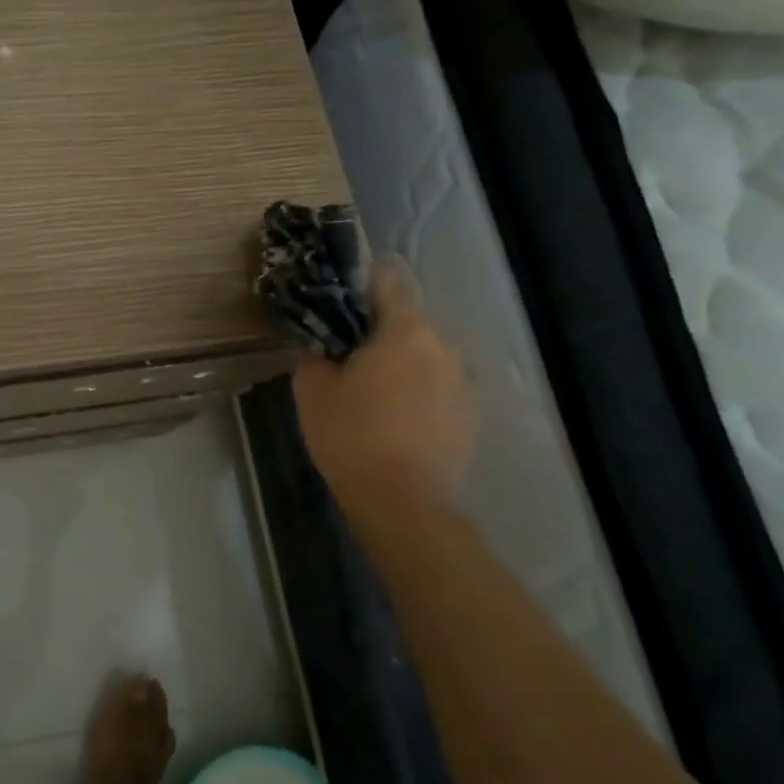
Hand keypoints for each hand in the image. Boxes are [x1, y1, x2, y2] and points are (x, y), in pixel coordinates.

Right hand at [292, 262, 477, 509]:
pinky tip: (397, 416)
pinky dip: (420, 391)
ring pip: (427, 356)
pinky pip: (439, 387)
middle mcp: (443, 347)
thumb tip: (321, 344)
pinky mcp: (471, 416)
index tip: (344, 290)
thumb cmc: (351, 435)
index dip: (365, 280)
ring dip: (403, 362)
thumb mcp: (312, 388)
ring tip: (374, 386)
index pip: (389, 283)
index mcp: (405, 331)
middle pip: (409, 322)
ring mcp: (463, 383)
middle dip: (381, 330)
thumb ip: (315, 353)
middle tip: (350, 349)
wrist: (403, 503)